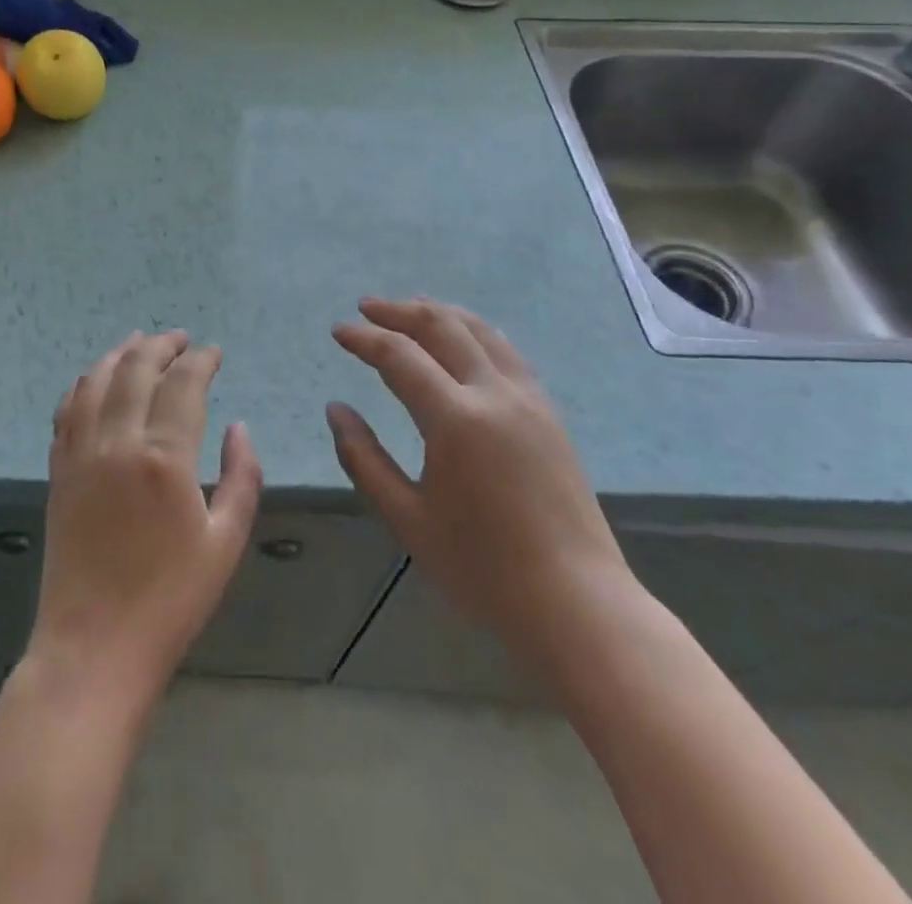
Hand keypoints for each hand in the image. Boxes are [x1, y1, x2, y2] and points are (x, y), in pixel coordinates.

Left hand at [30, 331, 262, 707]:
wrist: (93, 648)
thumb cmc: (170, 601)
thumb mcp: (225, 543)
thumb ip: (241, 477)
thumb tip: (238, 427)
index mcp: (165, 459)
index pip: (183, 384)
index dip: (201, 360)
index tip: (214, 352)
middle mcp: (118, 443)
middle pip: (137, 369)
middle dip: (161, 345)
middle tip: (180, 339)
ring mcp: (81, 453)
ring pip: (97, 380)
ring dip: (121, 354)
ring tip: (140, 341)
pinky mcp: (59, 470)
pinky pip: (67, 409)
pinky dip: (84, 383)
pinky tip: (95, 379)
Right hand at [327, 298, 633, 678]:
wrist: (576, 603)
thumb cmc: (482, 568)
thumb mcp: (407, 518)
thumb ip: (364, 458)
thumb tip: (336, 409)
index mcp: (455, 419)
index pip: (400, 356)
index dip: (365, 338)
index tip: (339, 331)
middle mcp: (494, 394)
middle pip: (443, 327)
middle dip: (400, 311)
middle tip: (367, 308)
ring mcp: (529, 399)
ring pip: (481, 331)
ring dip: (440, 313)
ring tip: (410, 309)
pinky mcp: (549, 413)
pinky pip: (506, 352)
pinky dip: (474, 332)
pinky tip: (462, 341)